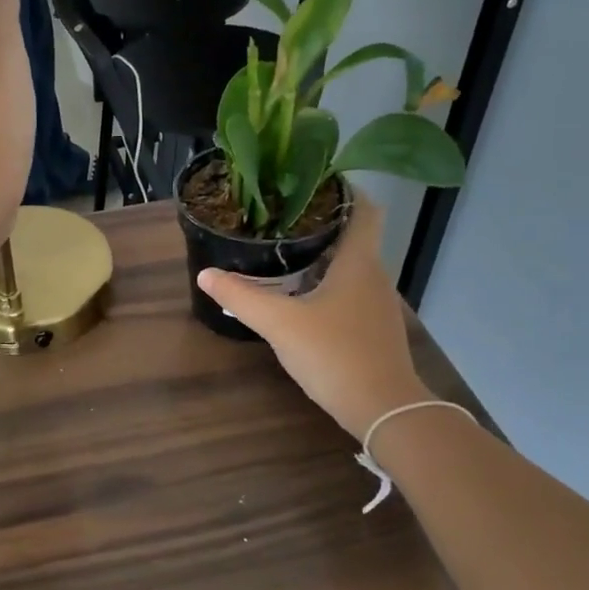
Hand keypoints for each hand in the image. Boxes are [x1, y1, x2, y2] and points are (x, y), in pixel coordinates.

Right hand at [198, 199, 433, 439]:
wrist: (383, 409)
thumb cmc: (335, 355)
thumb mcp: (280, 323)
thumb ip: (241, 297)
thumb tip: (205, 274)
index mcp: (359, 263)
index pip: (364, 209)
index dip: (344, 190)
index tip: (313, 180)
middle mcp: (374, 276)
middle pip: (355, 236)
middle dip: (322, 221)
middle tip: (282, 215)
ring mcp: (377, 305)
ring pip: (352, 266)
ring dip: (324, 254)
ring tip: (285, 250)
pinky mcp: (373, 329)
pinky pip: (350, 291)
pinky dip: (328, 282)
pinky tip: (300, 295)